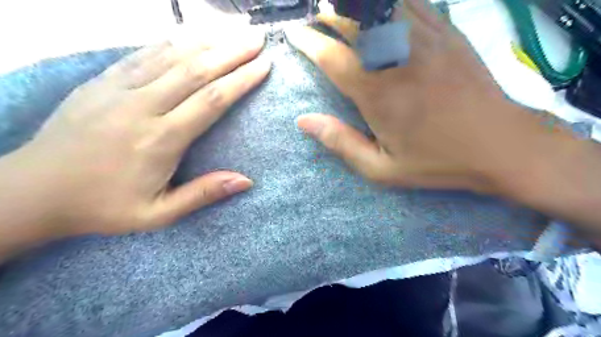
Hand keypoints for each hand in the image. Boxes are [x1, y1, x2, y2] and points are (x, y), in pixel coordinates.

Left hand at [0, 30, 270, 238]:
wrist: (34, 191)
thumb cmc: (104, 206)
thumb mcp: (158, 214)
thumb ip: (203, 194)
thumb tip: (247, 180)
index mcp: (161, 139)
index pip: (212, 100)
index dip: (241, 80)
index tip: (263, 66)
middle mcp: (143, 106)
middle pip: (197, 70)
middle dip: (232, 52)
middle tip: (258, 40)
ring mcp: (118, 89)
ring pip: (172, 56)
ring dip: (208, 41)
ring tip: (234, 32)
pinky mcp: (102, 81)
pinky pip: (143, 54)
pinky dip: (172, 42)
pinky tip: (191, 36)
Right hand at [288, 0, 579, 193]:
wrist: (499, 145)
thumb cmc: (436, 160)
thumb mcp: (381, 168)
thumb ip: (340, 142)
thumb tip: (303, 121)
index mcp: (376, 92)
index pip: (331, 56)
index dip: (308, 42)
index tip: (294, 34)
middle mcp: (396, 58)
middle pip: (353, 20)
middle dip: (327, 13)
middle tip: (314, 14)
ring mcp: (425, 38)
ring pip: (381, 5)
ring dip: (355, 4)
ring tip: (340, 6)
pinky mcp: (448, 32)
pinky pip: (413, 2)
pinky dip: (390, 2)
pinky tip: (381, 7)